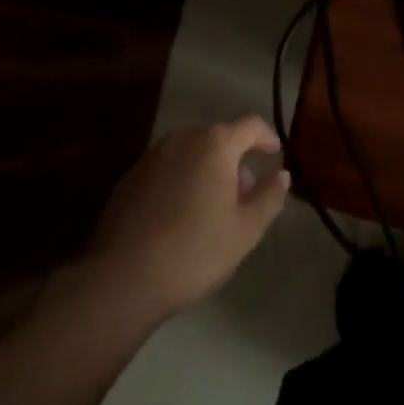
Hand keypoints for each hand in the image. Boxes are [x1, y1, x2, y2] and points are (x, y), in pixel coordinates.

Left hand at [82, 116, 290, 318]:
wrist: (122, 279)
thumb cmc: (194, 250)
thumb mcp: (246, 230)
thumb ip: (269, 197)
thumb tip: (281, 175)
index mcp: (215, 144)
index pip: (251, 125)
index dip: (266, 137)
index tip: (274, 154)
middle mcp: (183, 138)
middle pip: (218, 138)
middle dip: (235, 159)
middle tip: (243, 193)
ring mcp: (152, 156)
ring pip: (190, 153)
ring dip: (206, 169)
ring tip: (211, 207)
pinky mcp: (129, 178)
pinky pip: (166, 169)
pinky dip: (180, 180)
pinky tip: (178, 216)